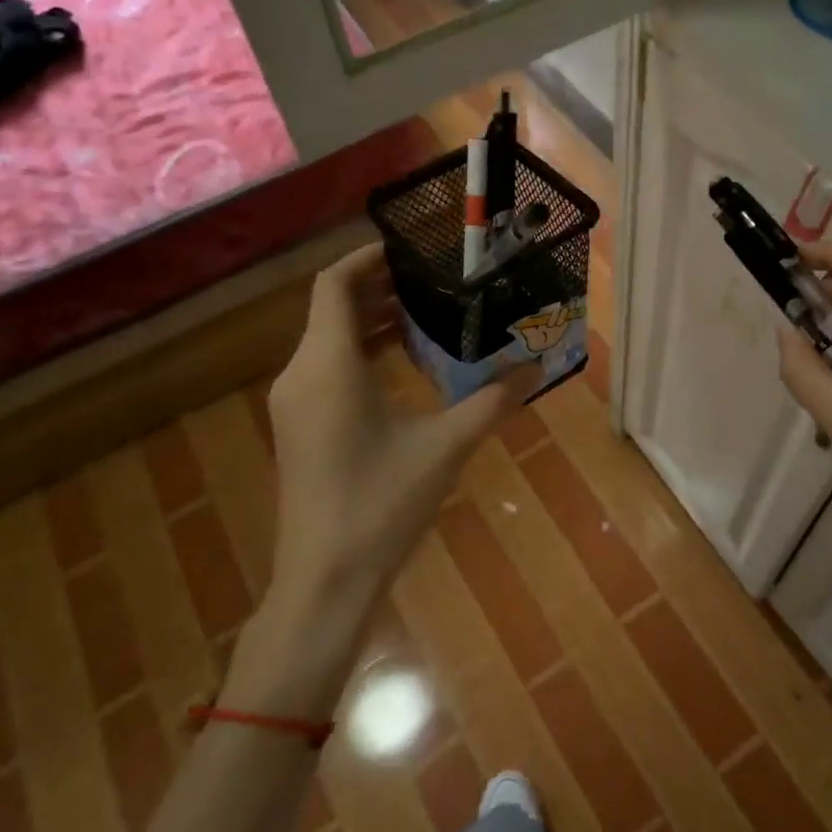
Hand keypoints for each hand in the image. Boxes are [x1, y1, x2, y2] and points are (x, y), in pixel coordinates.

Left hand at [265, 244, 540, 615]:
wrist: (323, 583)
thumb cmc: (380, 506)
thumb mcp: (445, 448)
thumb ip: (493, 401)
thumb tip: (538, 368)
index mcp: (327, 365)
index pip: (334, 284)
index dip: (368, 257)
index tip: (411, 248)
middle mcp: (301, 374)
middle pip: (332, 308)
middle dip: (379, 288)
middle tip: (432, 279)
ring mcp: (294, 404)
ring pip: (328, 340)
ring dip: (371, 322)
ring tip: (425, 315)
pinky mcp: (299, 428)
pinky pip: (327, 369)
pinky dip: (361, 354)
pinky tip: (402, 366)